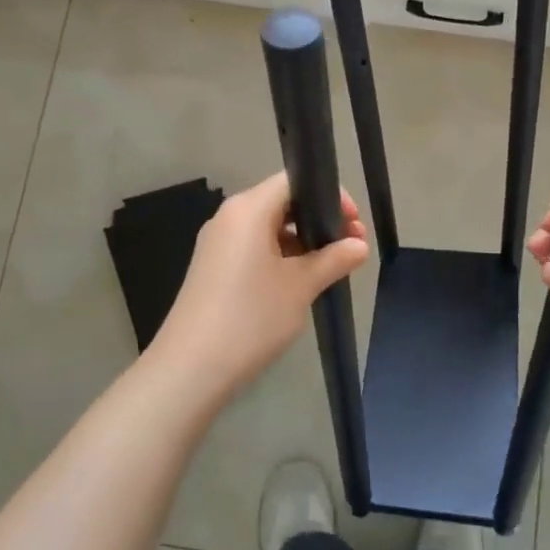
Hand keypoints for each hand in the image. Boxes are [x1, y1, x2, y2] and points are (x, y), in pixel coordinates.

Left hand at [153, 172, 368, 395]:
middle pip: (282, 202)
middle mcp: (229, 217)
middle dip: (319, 220)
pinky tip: (300, 281)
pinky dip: (280, 255)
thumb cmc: (251, 317)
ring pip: (268, 226)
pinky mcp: (213, 267)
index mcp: (248, 209)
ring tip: (331, 267)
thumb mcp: (301, 286)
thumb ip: (334, 259)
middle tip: (351, 246)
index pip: (293, 180)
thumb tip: (359, 246)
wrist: (190, 368)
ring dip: (302, 240)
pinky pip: (253, 247)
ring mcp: (218, 243)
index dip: (329, 195)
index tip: (353, 223)